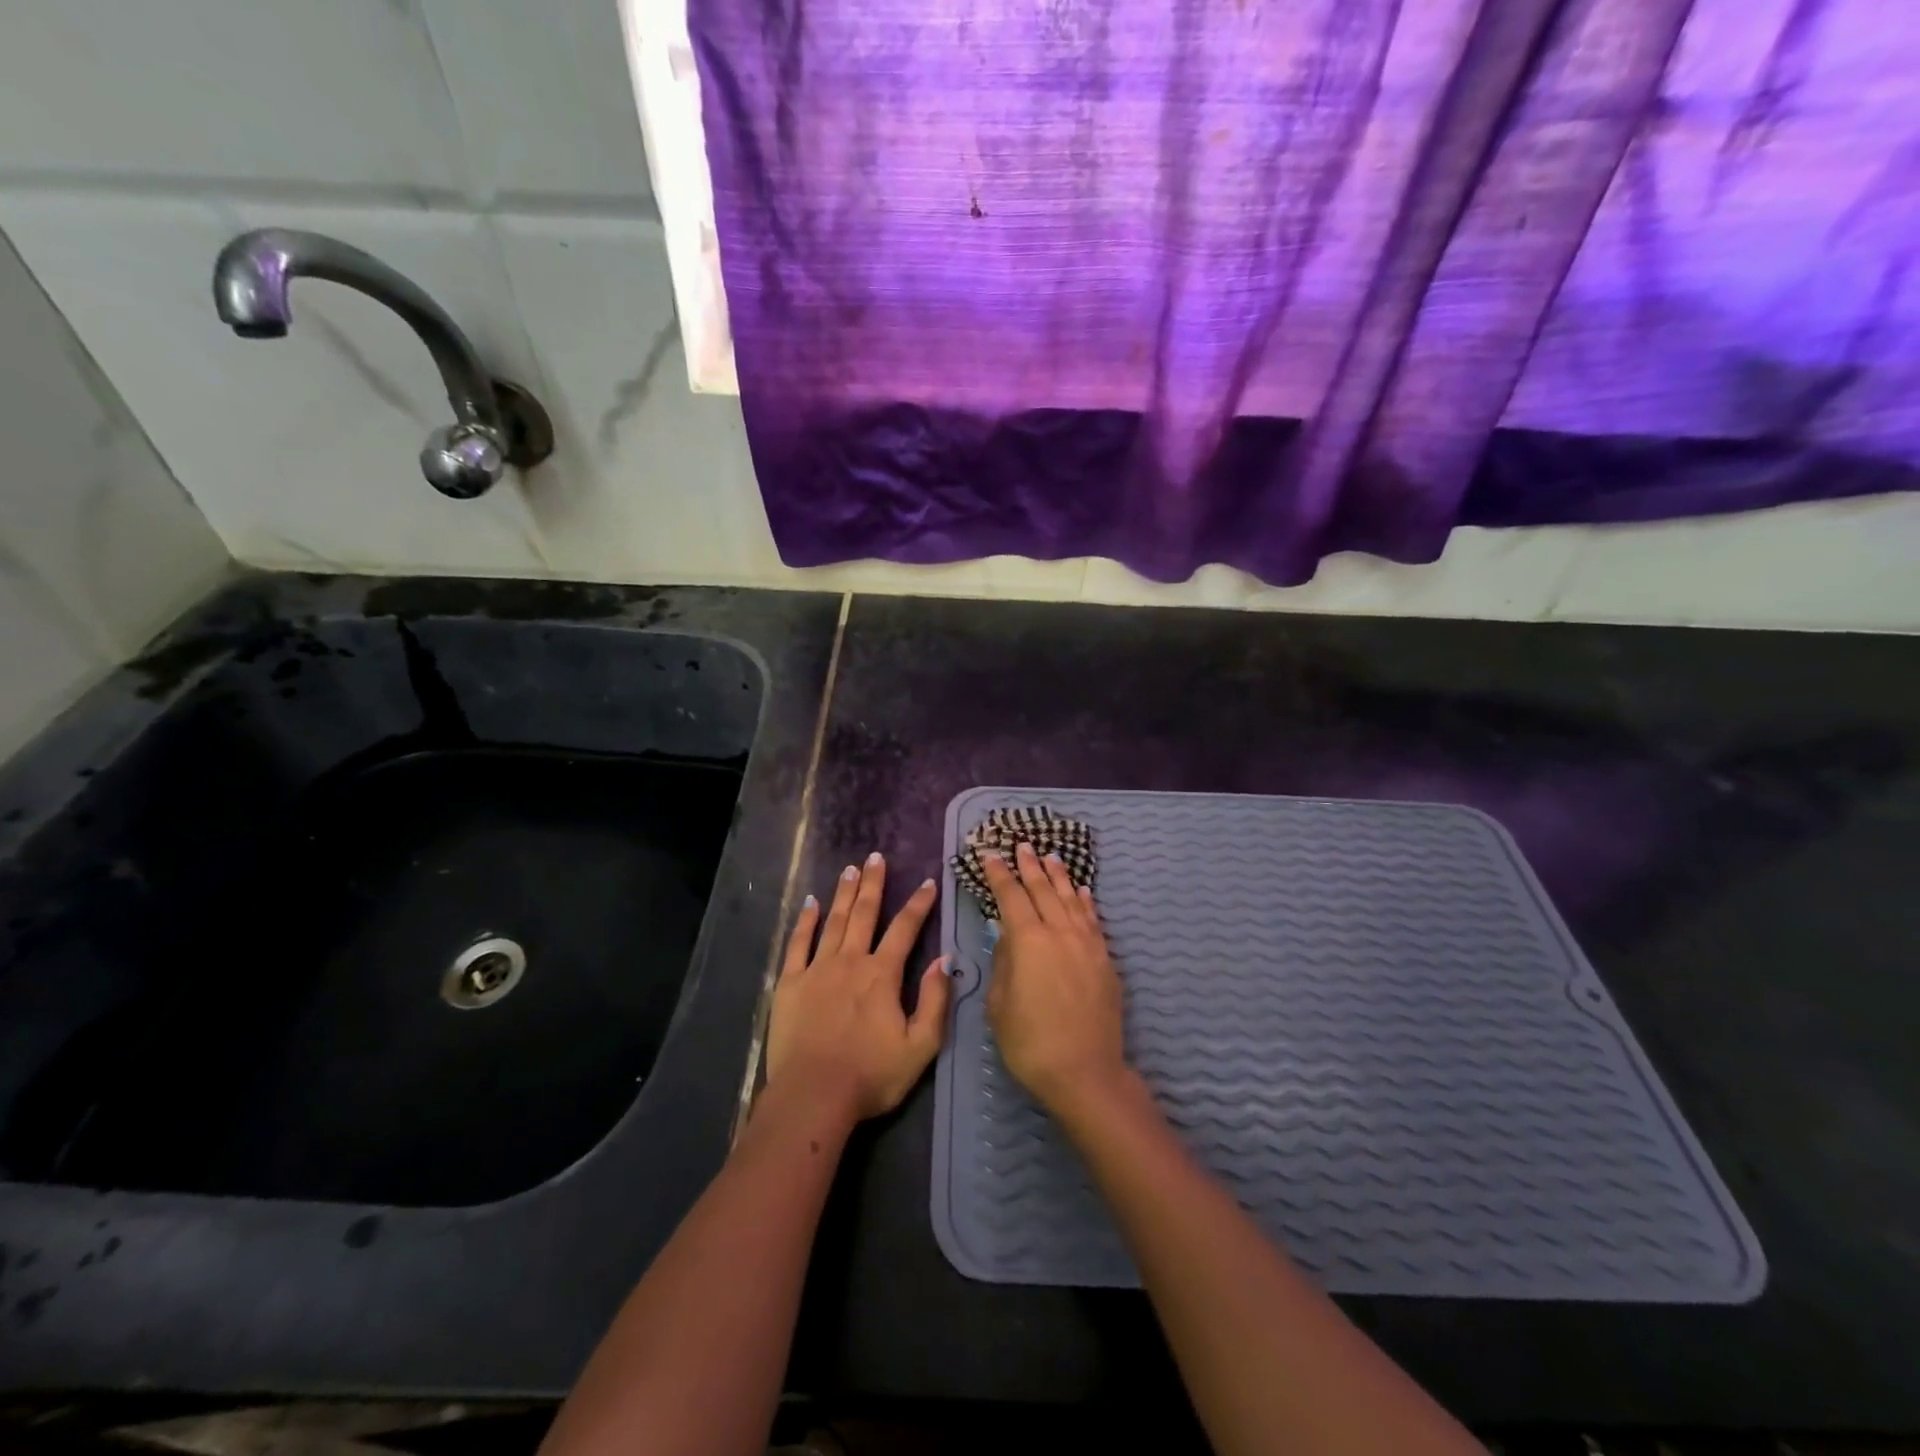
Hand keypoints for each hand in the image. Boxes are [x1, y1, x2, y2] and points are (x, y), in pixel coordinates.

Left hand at [766, 852, 952, 1122]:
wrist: (813, 1096)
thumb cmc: (871, 1075)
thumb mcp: (920, 1046)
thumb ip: (935, 1000)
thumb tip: (945, 960)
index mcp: (882, 975)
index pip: (905, 929)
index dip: (918, 904)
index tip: (927, 881)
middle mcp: (850, 961)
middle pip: (864, 913)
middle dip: (873, 884)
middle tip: (876, 857)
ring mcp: (817, 969)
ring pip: (834, 921)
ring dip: (844, 893)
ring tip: (850, 869)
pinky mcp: (790, 983)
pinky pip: (798, 943)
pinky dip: (806, 921)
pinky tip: (811, 903)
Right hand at [982, 843, 1129, 1116]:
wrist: (1085, 1072)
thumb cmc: (1030, 1042)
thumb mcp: (999, 1004)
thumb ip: (1003, 962)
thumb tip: (1009, 937)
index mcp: (1028, 940)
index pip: (1010, 896)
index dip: (999, 874)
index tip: (991, 855)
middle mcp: (1059, 932)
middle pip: (1043, 889)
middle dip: (1030, 866)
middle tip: (1023, 845)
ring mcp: (1087, 944)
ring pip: (1071, 899)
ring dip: (1059, 876)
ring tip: (1051, 857)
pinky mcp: (1105, 959)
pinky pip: (1093, 920)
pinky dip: (1086, 901)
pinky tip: (1083, 891)